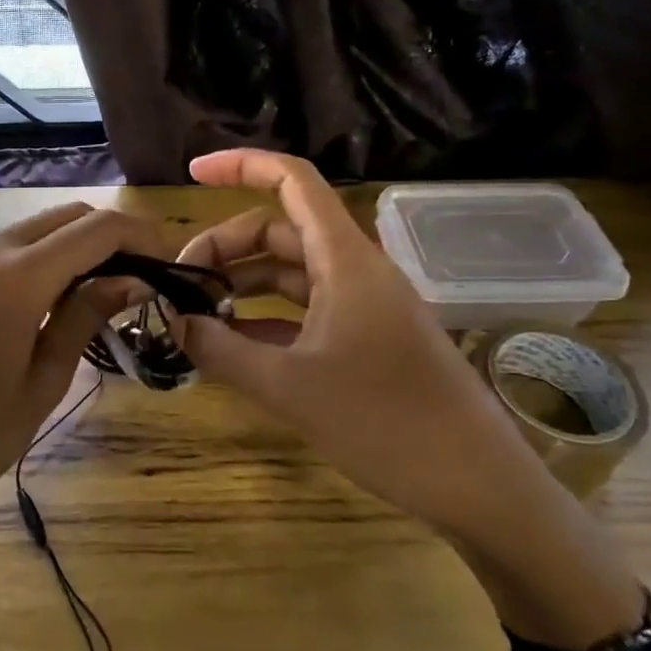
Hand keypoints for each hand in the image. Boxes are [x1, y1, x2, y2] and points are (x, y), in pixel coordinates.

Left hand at [0, 202, 161, 552]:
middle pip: (69, 216)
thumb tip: (132, 280)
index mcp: (16, 277)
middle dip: (114, 236)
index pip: (98, 229)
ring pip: (40, 227)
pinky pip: (12, 247)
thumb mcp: (42, 383)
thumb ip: (85, 318)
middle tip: (147, 278)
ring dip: (80, 244)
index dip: (142, 237)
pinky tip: (63, 295)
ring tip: (113, 289)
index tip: (172, 264)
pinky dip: (48, 256)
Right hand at [175, 149, 542, 540]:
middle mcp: (354, 269)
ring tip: (196, 312)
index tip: (192, 174)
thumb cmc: (384, 422)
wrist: (476, 484)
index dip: (242, 166)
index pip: (293, 181)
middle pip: (279, 230)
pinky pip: (305, 309)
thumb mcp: (288, 386)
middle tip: (180, 284)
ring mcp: (363, 305)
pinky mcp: (367, 338)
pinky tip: (232, 342)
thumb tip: (174, 323)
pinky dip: (265, 316)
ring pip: (290, 271)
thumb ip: (222, 350)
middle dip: (225, 248)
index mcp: (343, 259)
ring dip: (242, 284)